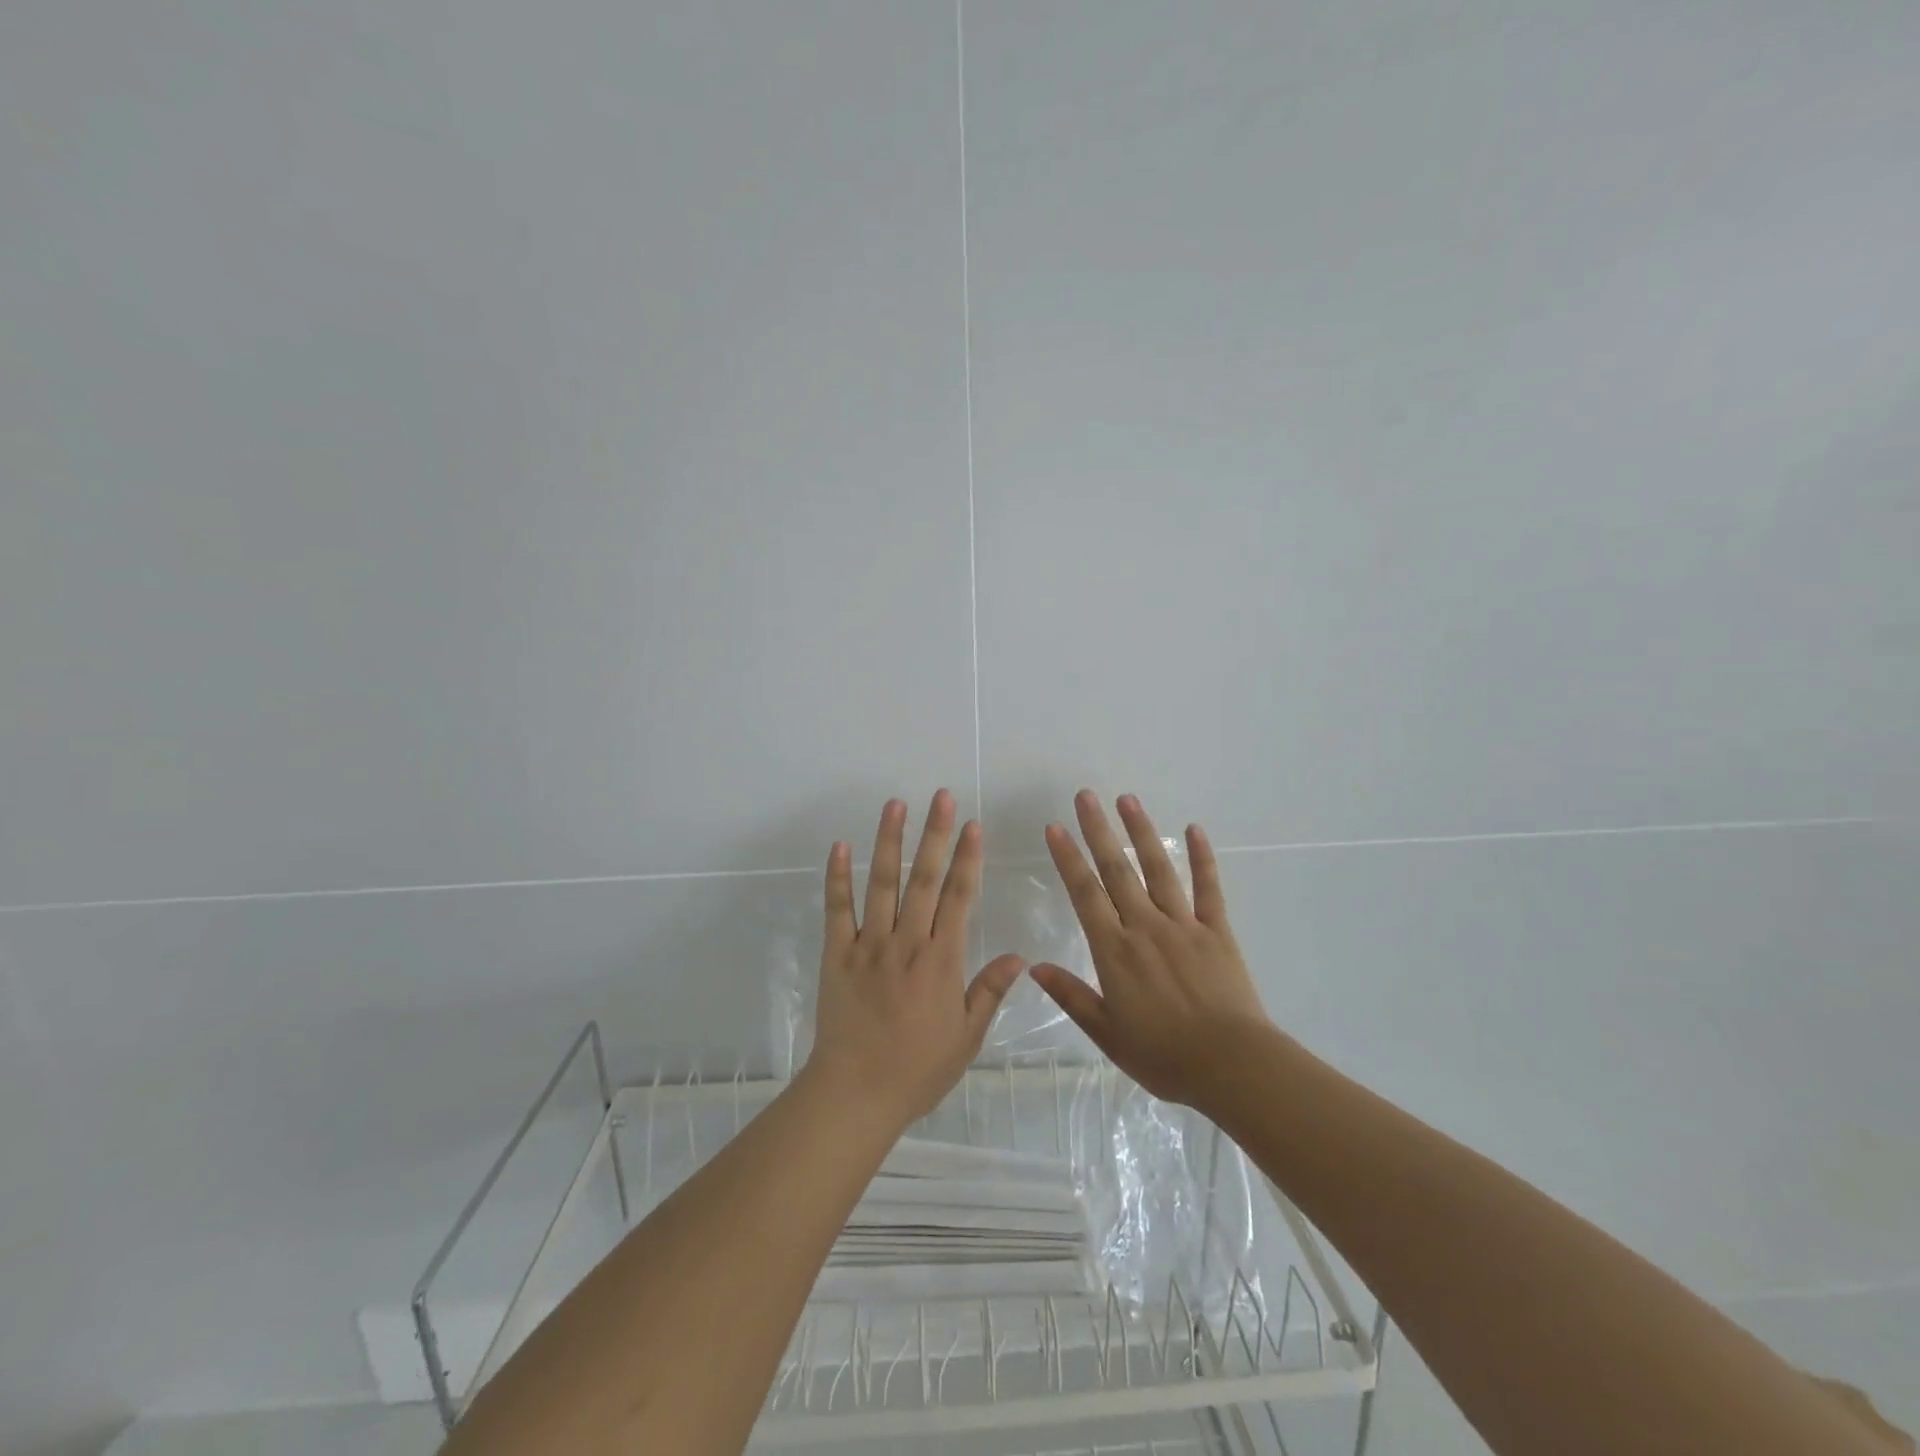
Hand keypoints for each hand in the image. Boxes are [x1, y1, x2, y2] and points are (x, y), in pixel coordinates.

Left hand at [806, 790, 1025, 1131]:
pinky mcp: (838, 953)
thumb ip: (989, 991)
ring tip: (895, 805)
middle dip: (935, 835)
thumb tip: (1019, 955)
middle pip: (925, 880)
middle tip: (940, 797)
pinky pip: (837, 909)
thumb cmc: (918, 1069)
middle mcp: (907, 942)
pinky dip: (837, 877)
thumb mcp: (967, 1037)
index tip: (973, 825)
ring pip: (881, 883)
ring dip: (889, 841)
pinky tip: (840, 846)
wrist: (857, 1092)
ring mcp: (869, 944)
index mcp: (942, 960)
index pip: (960, 898)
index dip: (968, 859)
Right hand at [1030, 791, 1271, 1107]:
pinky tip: (1194, 829)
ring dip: (1141, 832)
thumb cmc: (1164, 1056)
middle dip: (1098, 831)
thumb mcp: (1107, 1034)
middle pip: (1117, 870)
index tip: (1055, 827)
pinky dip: (1202, 857)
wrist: (1232, 1066)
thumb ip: (1072, 997)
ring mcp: (1183, 925)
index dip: (1068, 858)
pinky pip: (1208, 888)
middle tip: (1085, 796)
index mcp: (1114, 950)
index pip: (1085, 893)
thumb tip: (1034, 967)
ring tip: (1127, 800)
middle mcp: (1145, 927)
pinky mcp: (1216, 931)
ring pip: (1158, 869)